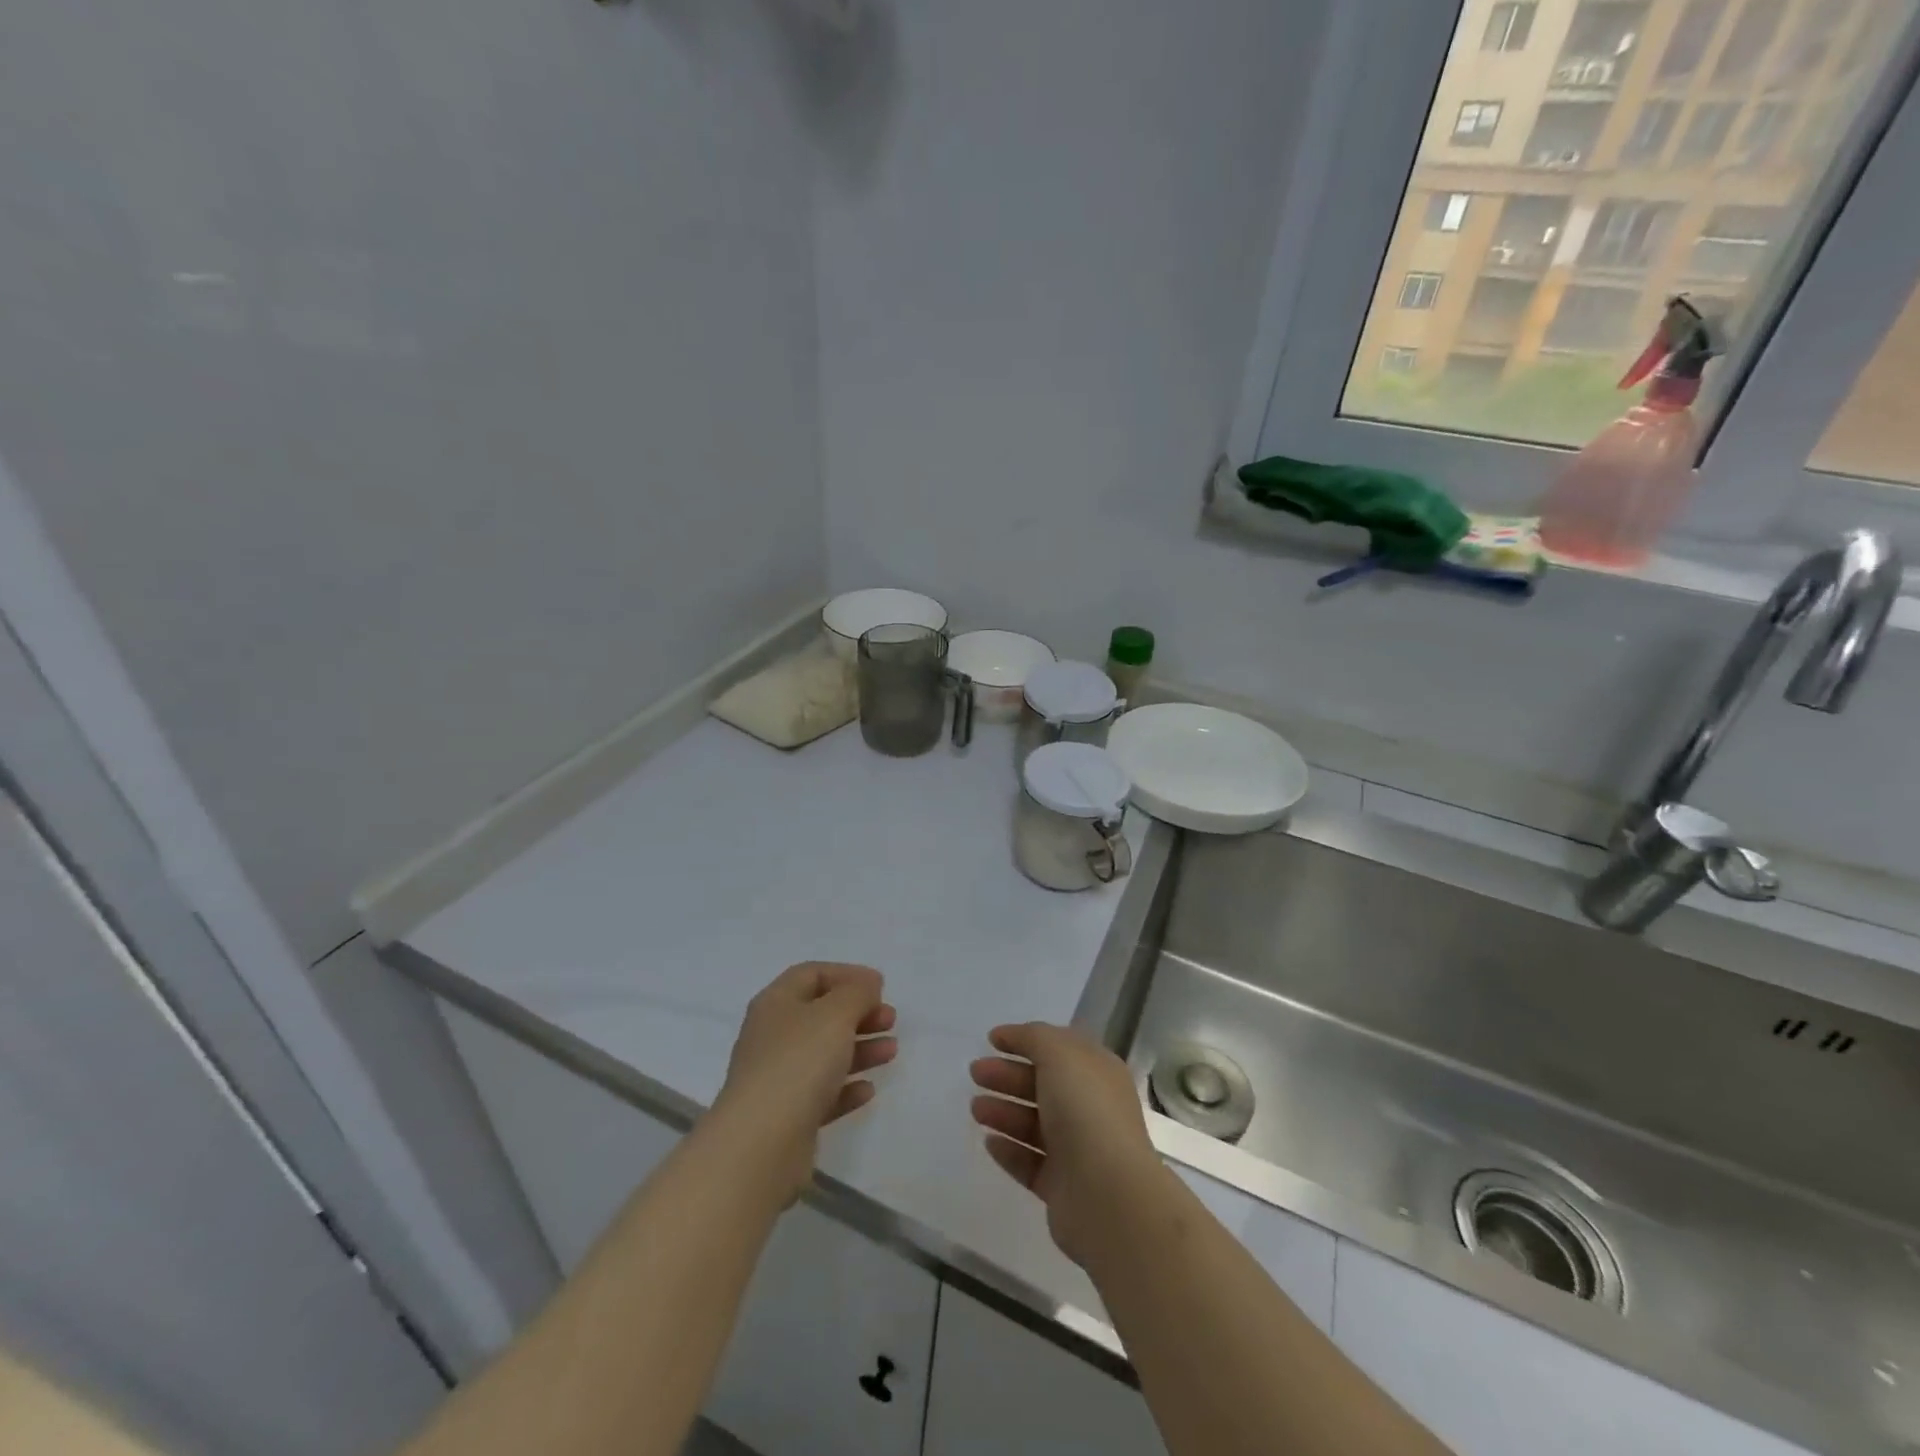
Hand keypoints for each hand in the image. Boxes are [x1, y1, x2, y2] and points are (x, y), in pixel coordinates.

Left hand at [711, 963, 897, 1201]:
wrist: (760, 1145)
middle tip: (890, 1020)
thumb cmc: (798, 1064)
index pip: (812, 974)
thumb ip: (857, 993)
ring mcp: (778, 1078)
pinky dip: (846, 1088)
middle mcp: (773, 1036)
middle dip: (859, 1013)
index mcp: (776, 1003)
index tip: (880, 986)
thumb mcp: (835, 1014)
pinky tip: (868, 1090)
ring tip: (891, 1051)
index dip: (847, 974)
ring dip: (860, 1049)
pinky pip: (822, 1093)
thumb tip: (867, 984)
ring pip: (825, 1054)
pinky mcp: (787, 1116)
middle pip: (821, 1014)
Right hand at [969, 1022, 1161, 1267]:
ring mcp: (1078, 1149)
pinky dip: (1009, 1150)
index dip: (1026, 1040)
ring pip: (1034, 1124)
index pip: (1059, 1048)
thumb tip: (1014, 1035)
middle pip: (1043, 1085)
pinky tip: (989, 1142)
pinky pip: (1030, 1162)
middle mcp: (1091, 1107)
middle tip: (975, 1073)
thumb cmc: (1086, 1112)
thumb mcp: (1060, 1054)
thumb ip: (1034, 1038)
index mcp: (1097, 1072)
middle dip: (1008, 1075)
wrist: (1107, 1195)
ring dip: (1003, 1112)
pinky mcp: (1062, 1188)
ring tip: (975, 1109)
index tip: (991, 1040)